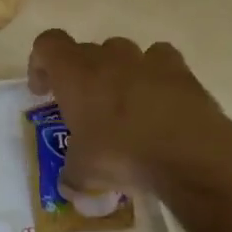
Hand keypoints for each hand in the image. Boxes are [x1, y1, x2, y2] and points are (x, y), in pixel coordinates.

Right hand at [27, 30, 231, 200]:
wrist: (191, 155)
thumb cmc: (121, 155)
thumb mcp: (83, 172)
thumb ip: (72, 174)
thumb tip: (70, 187)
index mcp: (74, 74)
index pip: (47, 44)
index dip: (40, 64)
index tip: (45, 92)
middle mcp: (107, 58)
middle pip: (85, 50)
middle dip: (79, 74)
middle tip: (83, 107)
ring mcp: (147, 61)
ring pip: (123, 53)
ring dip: (117, 72)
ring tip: (123, 105)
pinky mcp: (181, 71)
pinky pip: (160, 61)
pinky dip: (155, 75)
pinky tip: (158, 101)